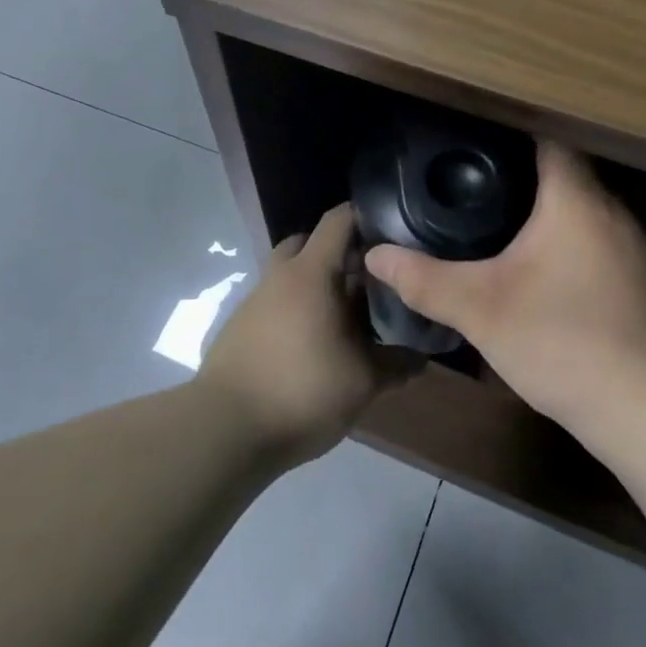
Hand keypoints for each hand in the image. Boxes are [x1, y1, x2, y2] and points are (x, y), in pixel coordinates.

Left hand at [196, 204, 411, 465]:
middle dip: (338, 253)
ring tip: (345, 319)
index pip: (338, 220)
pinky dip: (296, 312)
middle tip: (368, 279)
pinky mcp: (239, 329)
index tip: (392, 230)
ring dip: (315, 287)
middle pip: (308, 244)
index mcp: (310, 274)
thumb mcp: (362, 382)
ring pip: (289, 277)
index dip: (365, 217)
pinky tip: (314, 346)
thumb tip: (420, 357)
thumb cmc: (302, 391)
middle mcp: (279, 277)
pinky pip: (275, 305)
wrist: (225, 429)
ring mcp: (254, 302)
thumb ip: (395, 363)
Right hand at [364, 142, 645, 436]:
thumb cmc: (564, 341)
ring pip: (580, 214)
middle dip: (517, 179)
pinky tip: (537, 276)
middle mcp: (613, 213)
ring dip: (542, 217)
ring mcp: (634, 251)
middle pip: (563, 176)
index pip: (547, 139)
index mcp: (577, 201)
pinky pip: (594, 246)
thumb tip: (376, 255)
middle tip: (467, 188)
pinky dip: (564, 248)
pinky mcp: (642, 285)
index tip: (469, 144)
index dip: (507, 134)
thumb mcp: (481, 310)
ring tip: (493, 228)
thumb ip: (425, 280)